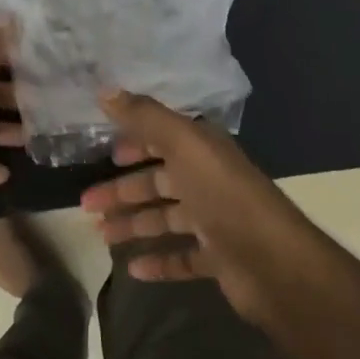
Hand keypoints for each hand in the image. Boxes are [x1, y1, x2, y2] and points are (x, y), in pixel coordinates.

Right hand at [79, 90, 305, 324]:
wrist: (273, 262)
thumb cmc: (223, 195)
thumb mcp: (183, 144)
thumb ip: (145, 117)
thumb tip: (104, 90)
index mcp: (203, 150)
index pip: (164, 140)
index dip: (135, 144)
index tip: (106, 156)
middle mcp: (209, 181)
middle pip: (158, 182)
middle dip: (123, 191)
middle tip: (86, 205)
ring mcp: (215, 221)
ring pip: (165, 219)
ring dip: (134, 225)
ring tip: (101, 236)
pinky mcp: (219, 259)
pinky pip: (182, 258)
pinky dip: (158, 261)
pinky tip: (132, 268)